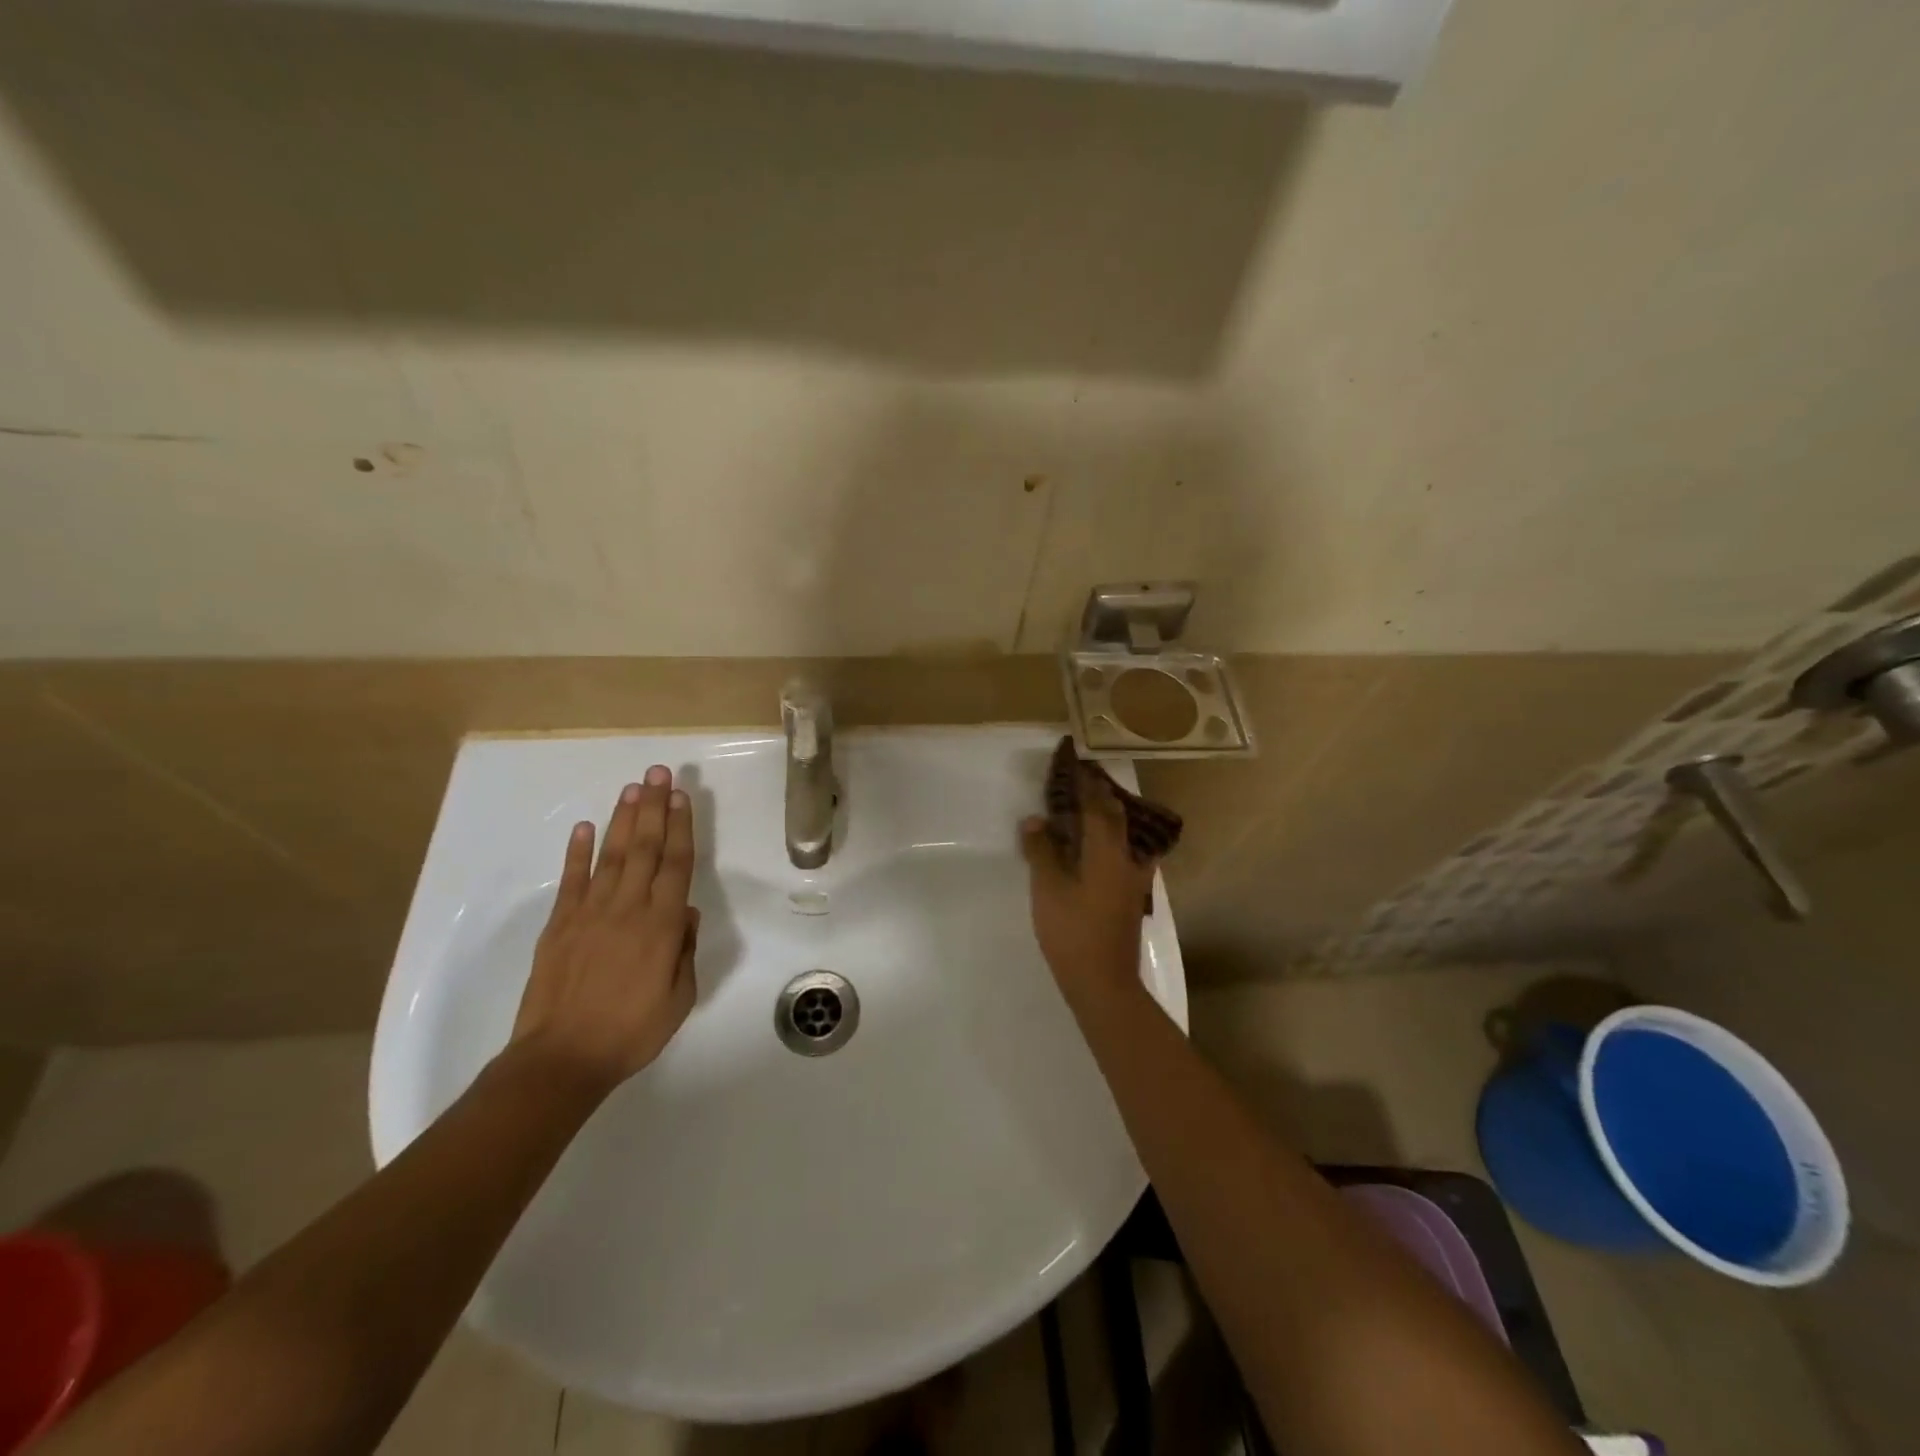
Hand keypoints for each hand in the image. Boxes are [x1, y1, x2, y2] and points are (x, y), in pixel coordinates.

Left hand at [511, 765, 698, 1092]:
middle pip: (644, 848)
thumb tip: (684, 912)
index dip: (681, 827)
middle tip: (659, 773)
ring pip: (611, 855)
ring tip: (633, 787)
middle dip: (654, 807)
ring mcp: (590, 913)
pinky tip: (585, 826)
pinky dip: (577, 852)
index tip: (683, 797)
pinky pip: (571, 880)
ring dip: (623, 819)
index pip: (676, 864)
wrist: (561, 1059)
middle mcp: (628, 908)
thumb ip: (683, 951)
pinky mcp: (560, 924)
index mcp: (662, 926)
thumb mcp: (679, 999)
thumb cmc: (630, 1032)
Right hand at [1020, 765, 1156, 1000]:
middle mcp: (1126, 857)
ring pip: (1126, 833)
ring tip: (1091, 805)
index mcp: (1106, 850)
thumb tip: (1036, 820)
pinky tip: (1104, 846)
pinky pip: (1127, 852)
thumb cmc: (1072, 930)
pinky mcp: (1131, 895)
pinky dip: (1115, 839)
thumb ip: (1041, 850)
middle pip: (1117, 814)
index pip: (1096, 805)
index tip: (1073, 763)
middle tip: (1082, 778)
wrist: (1103, 980)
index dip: (1084, 783)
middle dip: (1100, 793)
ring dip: (1110, 814)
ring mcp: (1134, 877)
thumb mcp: (1047, 888)